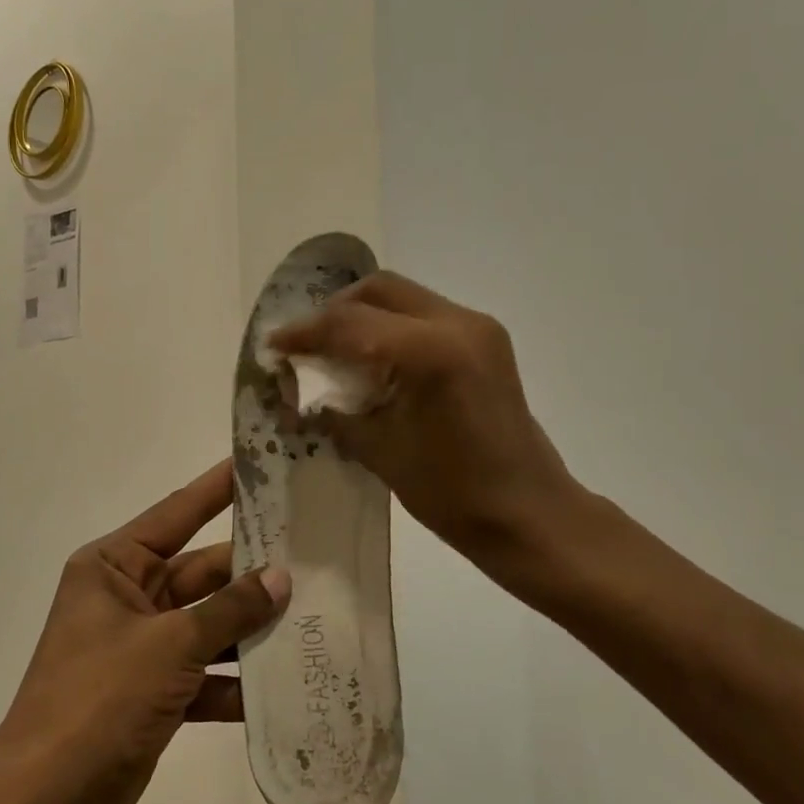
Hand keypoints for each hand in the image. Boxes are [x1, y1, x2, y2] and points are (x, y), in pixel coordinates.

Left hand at [0, 461, 288, 803]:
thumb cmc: (99, 699)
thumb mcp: (170, 645)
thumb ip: (229, 610)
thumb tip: (280, 577)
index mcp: (114, 567)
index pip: (178, 513)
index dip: (219, 487)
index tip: (260, 462)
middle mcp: (127, 598)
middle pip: (201, 572)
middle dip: (251, 572)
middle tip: (311, 554)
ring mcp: (141, 647)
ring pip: (208, 624)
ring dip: (250, 628)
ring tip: (311, 617)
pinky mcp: (153, 692)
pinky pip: (204, 673)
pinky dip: (235, 681)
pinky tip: (283, 686)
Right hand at [270, 272, 575, 565]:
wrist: (529, 513)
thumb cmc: (453, 495)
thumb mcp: (380, 450)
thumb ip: (335, 408)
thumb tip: (300, 387)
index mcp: (431, 351)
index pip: (351, 323)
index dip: (305, 332)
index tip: (274, 345)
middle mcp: (458, 322)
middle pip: (379, 290)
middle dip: (334, 312)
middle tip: (307, 345)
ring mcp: (478, 327)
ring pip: (403, 297)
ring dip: (364, 316)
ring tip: (336, 351)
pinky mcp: (487, 340)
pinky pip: (425, 315)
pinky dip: (391, 327)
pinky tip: (375, 359)